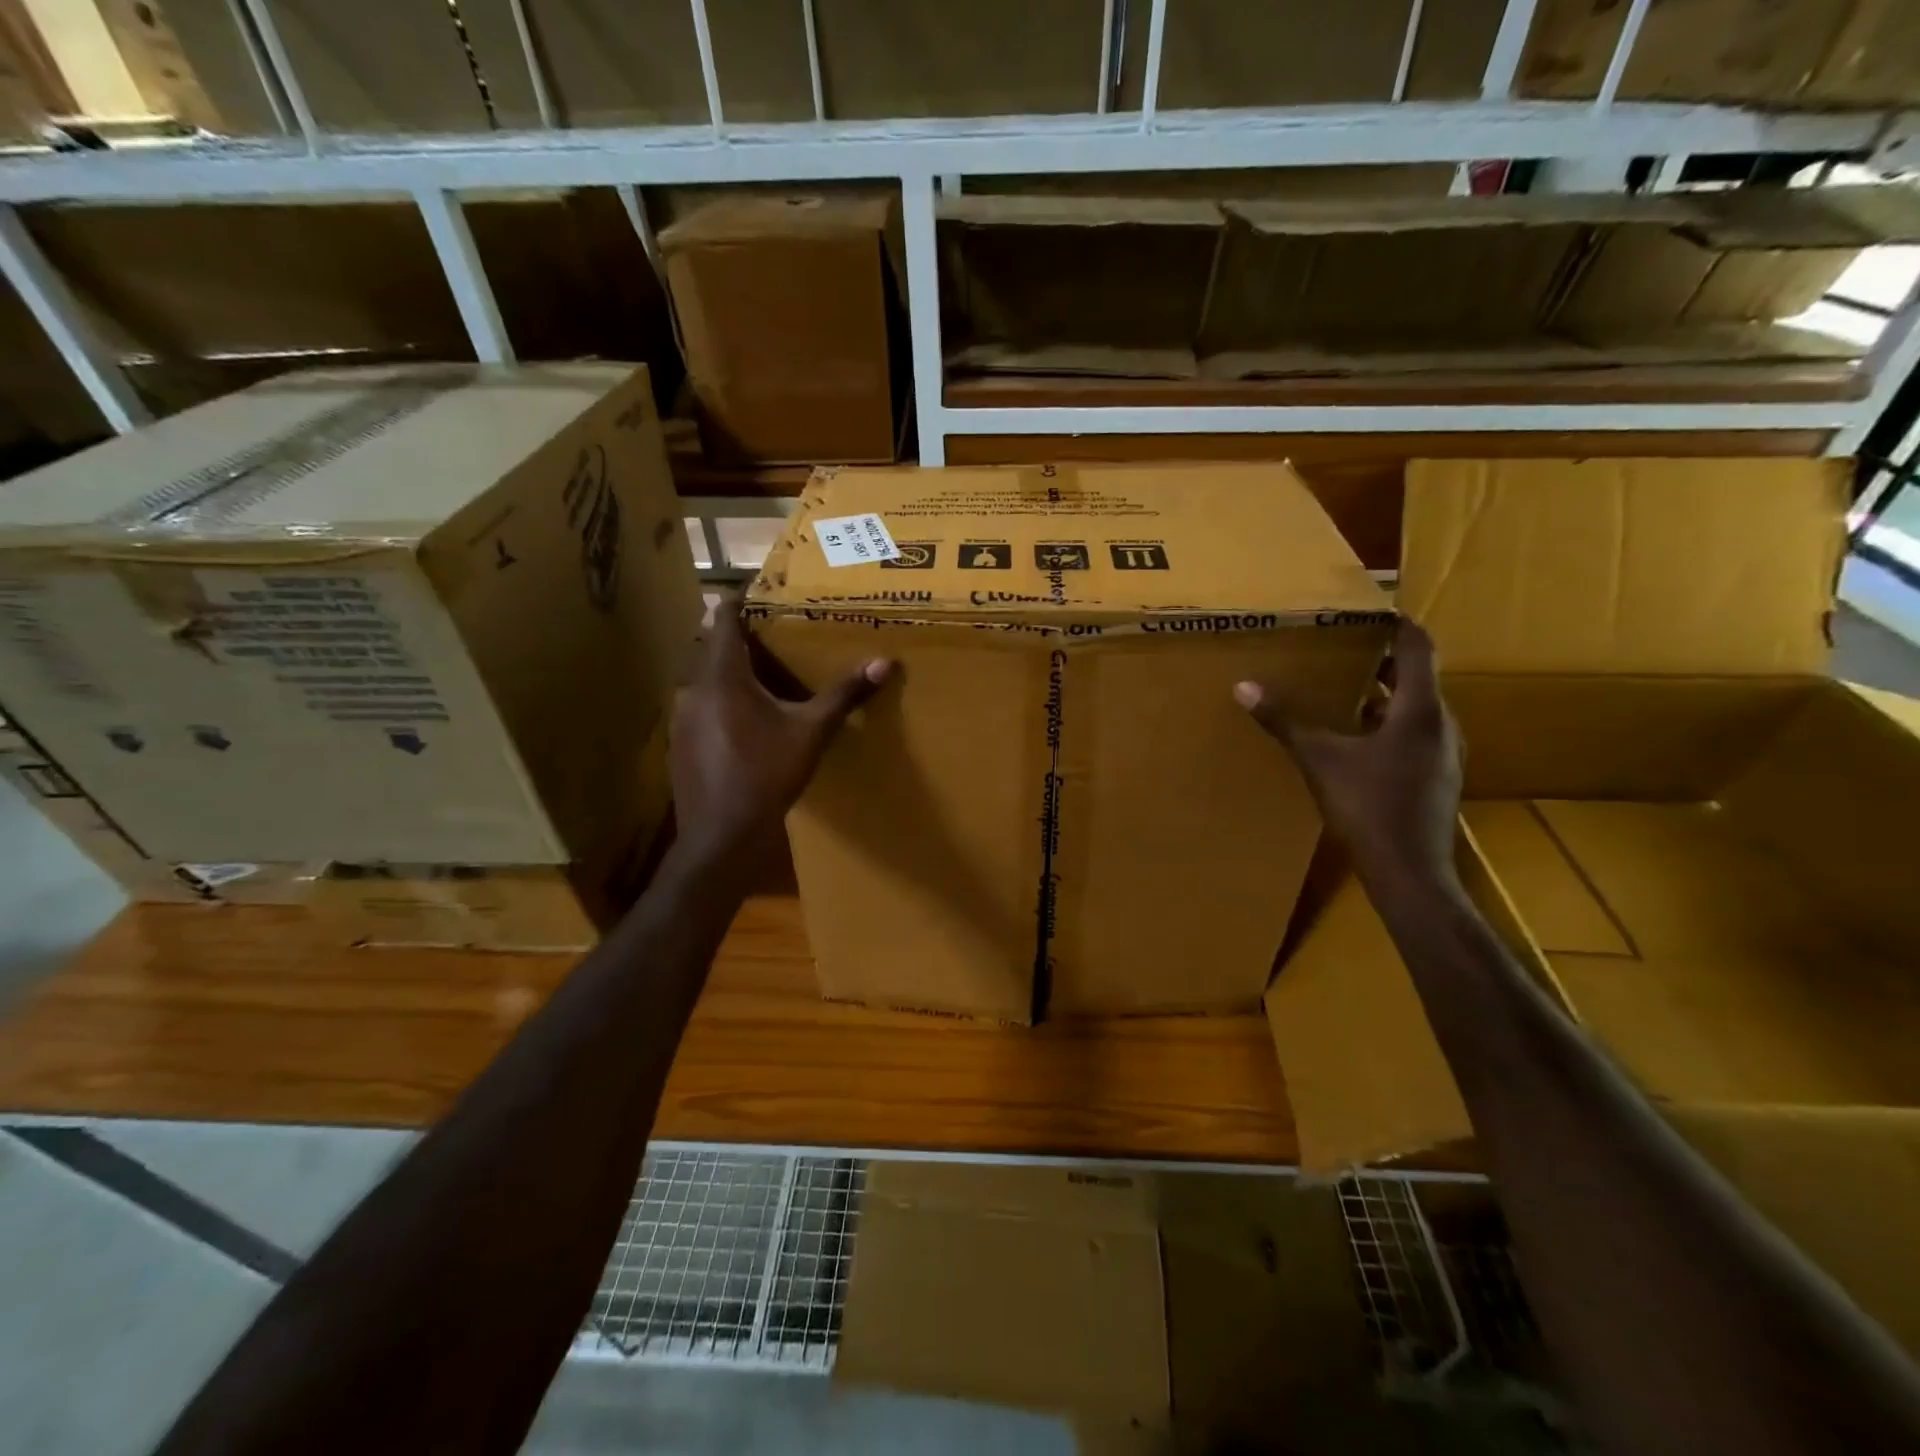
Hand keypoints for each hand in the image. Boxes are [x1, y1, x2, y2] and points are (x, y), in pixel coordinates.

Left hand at [669, 597, 893, 858]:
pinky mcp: (679, 742)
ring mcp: (680, 717)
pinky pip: (698, 706)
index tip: (756, 592)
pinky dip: (718, 700)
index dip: (737, 601)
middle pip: (711, 648)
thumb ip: (844, 695)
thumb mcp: (811, 732)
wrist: (722, 834)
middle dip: (736, 638)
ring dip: (727, 672)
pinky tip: (742, 721)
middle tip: (769, 634)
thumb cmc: (767, 774)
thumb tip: (884, 663)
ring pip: (703, 679)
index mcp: (723, 676)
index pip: (722, 619)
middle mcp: (692, 688)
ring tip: (760, 675)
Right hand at [1234, 621, 1461, 888]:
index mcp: (1420, 711)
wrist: (1409, 871)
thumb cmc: (1368, 807)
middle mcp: (1442, 725)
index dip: (1398, 625)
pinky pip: (1416, 735)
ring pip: (1417, 710)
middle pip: (1419, 678)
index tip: (1374, 610)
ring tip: (1347, 690)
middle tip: (1347, 648)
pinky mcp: (1438, 778)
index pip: (1418, 649)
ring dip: (1387, 695)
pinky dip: (1391, 724)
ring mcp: (1444, 754)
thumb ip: (1285, 722)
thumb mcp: (1319, 760)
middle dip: (1384, 661)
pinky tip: (1359, 740)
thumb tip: (1243, 687)